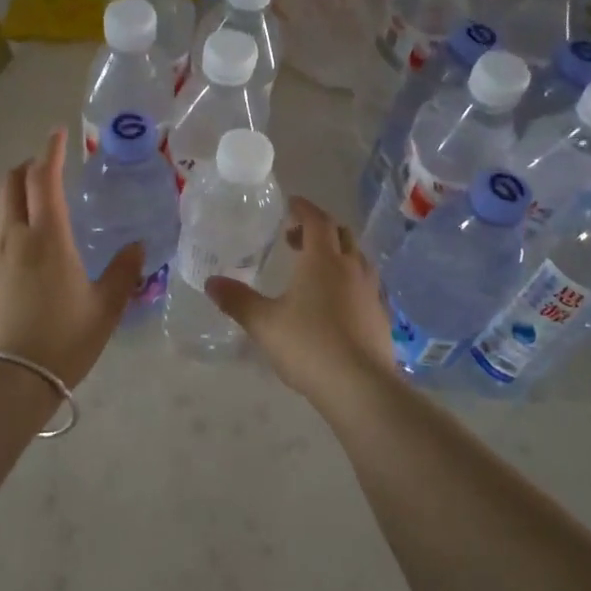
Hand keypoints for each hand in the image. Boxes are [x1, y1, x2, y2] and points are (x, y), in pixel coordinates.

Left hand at [0, 127, 143, 388]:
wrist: (8, 380)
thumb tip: (138, 246)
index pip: (43, 178)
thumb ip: (123, 272)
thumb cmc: (63, 340)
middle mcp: (13, 236)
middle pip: (10, 183)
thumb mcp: (105, 308)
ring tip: (36, 205)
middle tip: (47, 168)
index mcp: (47, 237)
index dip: (51, 151)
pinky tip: (23, 248)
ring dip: (15, 195)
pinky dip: (8, 223)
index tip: (58, 134)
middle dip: (27, 167)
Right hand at [205, 197, 395, 409]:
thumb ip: (237, 300)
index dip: (303, 208)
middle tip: (294, 238)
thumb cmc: (309, 345)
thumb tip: (210, 282)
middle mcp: (351, 268)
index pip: (317, 220)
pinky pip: (364, 284)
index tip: (290, 203)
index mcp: (323, 260)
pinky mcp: (380, 316)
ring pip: (356, 258)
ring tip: (314, 268)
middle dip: (319, 229)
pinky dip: (348, 279)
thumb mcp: (264, 323)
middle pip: (341, 234)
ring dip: (336, 253)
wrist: (360, 387)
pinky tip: (334, 302)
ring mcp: (370, 292)